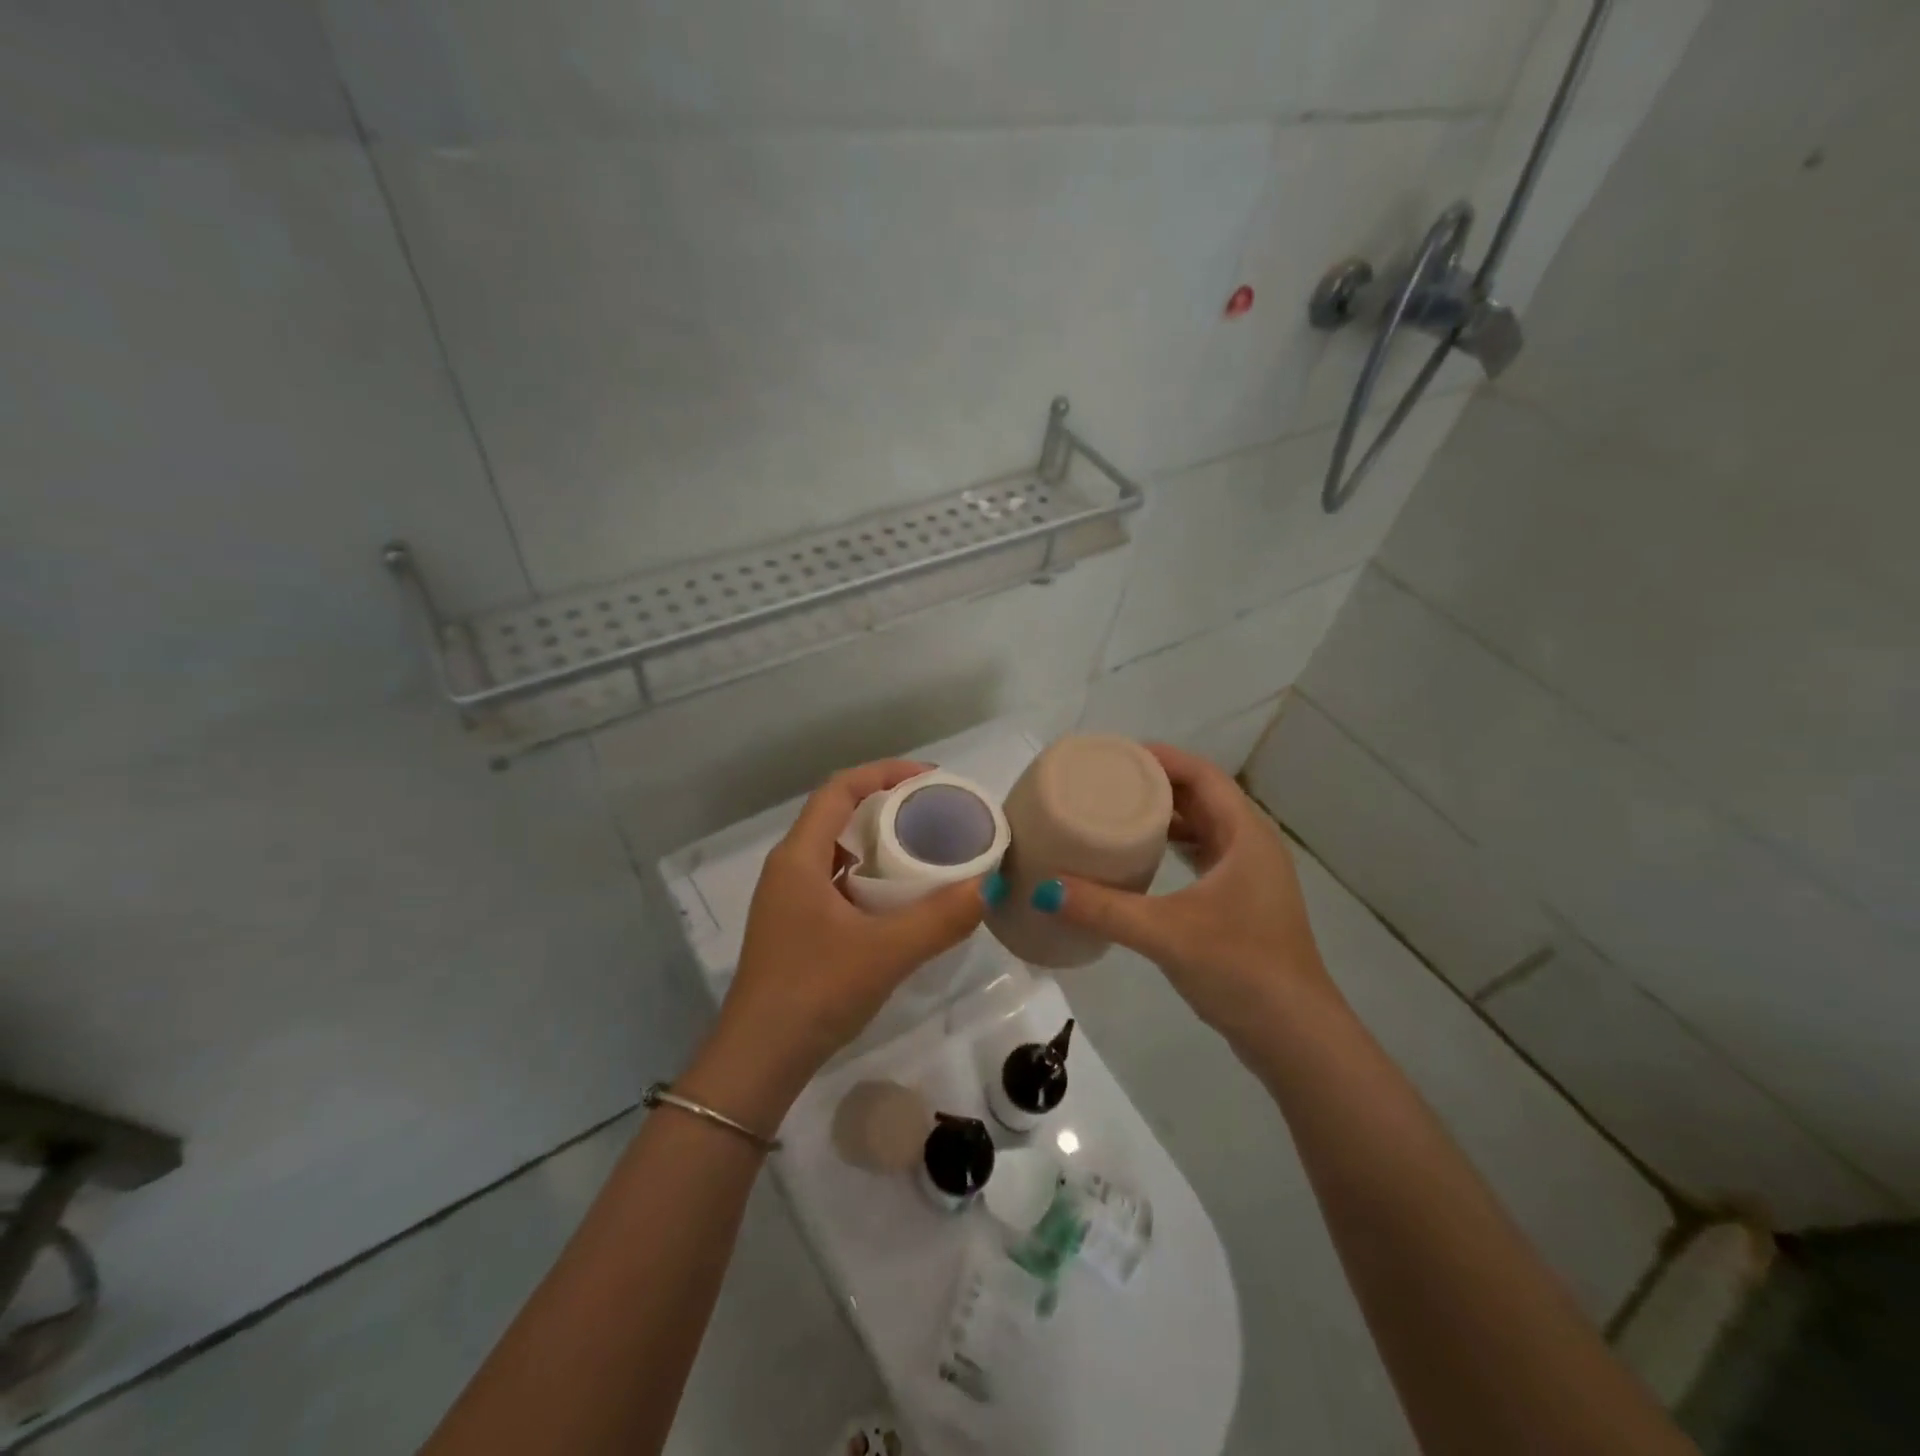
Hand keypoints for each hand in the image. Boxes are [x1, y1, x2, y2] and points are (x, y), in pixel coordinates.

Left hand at [682, 760, 985, 1128]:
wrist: (758, 1062)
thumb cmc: (814, 993)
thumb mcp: (885, 953)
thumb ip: (940, 919)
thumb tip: (990, 886)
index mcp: (799, 858)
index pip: (839, 790)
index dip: (884, 773)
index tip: (930, 779)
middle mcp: (789, 869)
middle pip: (838, 815)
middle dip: (887, 806)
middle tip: (935, 814)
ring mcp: (790, 901)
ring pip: (838, 851)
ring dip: (878, 843)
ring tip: (925, 850)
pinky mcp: (797, 928)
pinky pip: (837, 882)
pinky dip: (870, 877)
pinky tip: (900, 899)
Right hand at [1047, 743, 1337, 1045]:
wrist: (1294, 1036)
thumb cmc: (1240, 969)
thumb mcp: (1166, 934)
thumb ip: (1104, 910)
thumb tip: (1045, 890)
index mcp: (1246, 835)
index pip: (1202, 775)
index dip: (1161, 757)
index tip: (1115, 755)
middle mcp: (1252, 846)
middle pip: (1201, 797)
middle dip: (1155, 785)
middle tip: (1105, 782)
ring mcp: (1249, 877)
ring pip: (1203, 828)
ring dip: (1164, 818)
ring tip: (1115, 814)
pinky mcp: (1241, 903)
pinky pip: (1202, 857)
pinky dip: (1172, 849)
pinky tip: (1140, 861)